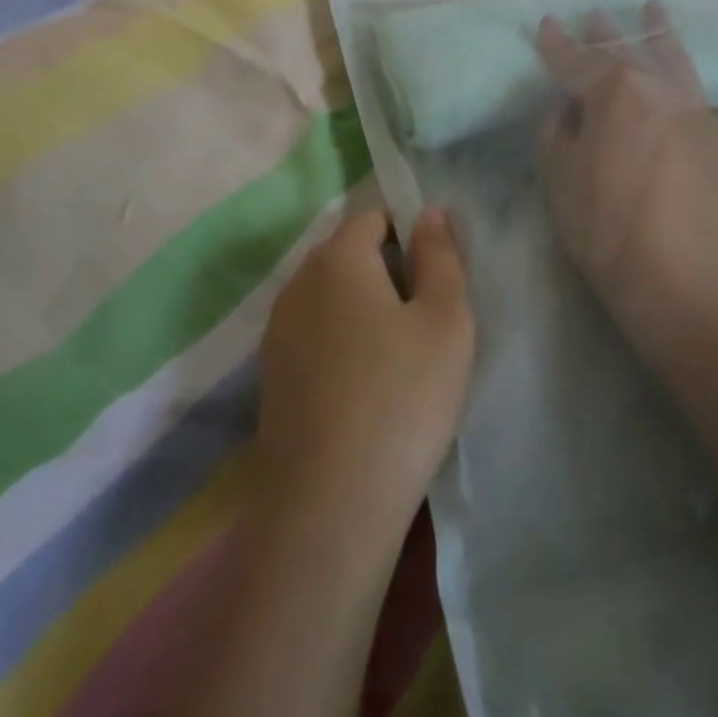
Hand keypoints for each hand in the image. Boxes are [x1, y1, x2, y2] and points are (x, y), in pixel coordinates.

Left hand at [256, 207, 474, 552]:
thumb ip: (440, 256)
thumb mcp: (445, 319)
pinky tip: (368, 384)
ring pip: (330, 297)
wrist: (330, 504)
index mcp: (337, 258)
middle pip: (348, 254)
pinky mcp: (272, 375)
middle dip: (389, 269)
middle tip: (428, 315)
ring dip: (364, 307)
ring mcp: (277, 332)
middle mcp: (298, 284)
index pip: (373, 217)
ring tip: (402, 353)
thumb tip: (427, 212)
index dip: (410, 232)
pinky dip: (342, 341)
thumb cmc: (403, 396)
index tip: (439, 273)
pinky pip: (315, 334)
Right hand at [536, 3, 717, 349]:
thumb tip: (570, 105)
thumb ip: (559, 128)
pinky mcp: (711, 128)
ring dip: (655, 30)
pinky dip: (678, 61)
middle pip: (624, 49)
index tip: (547, 24)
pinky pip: (690, 80)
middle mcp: (654, 84)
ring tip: (653, 8)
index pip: (576, 59)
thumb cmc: (602, 224)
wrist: (675, 271)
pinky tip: (674, 59)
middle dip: (603, 33)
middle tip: (591, 18)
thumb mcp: (559, 174)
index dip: (556, 43)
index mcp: (611, 89)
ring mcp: (689, 104)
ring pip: (669, 55)